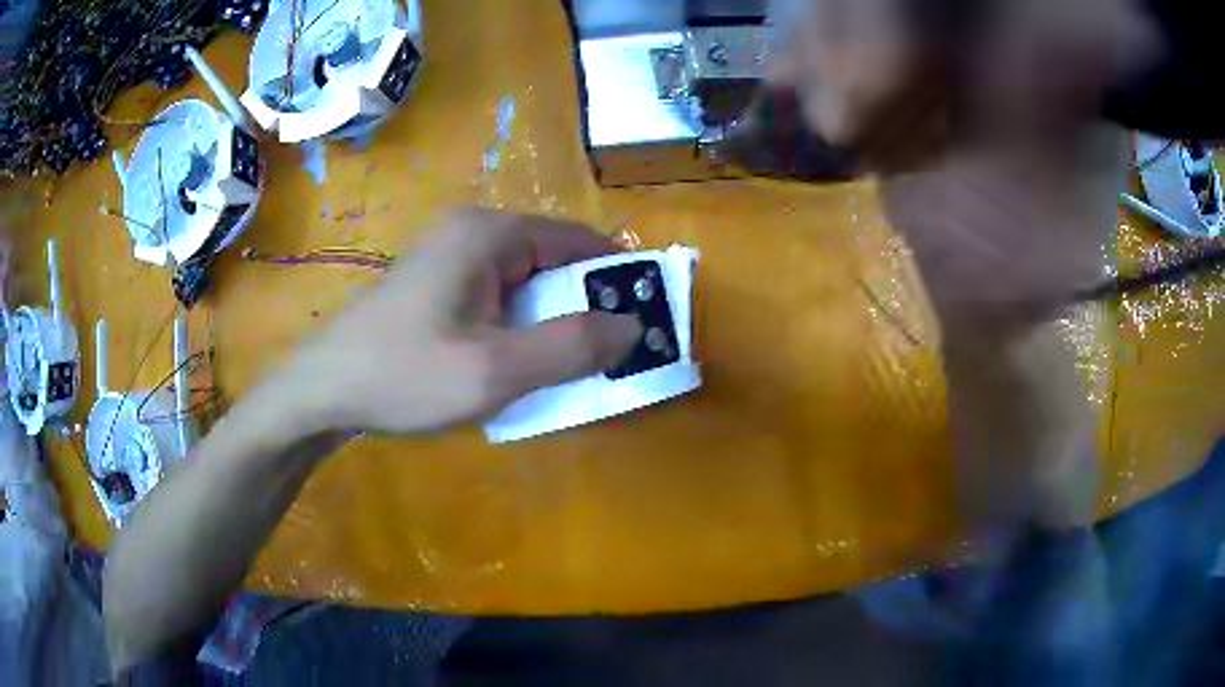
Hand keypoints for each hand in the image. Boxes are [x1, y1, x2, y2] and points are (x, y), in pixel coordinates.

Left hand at [282, 208, 642, 434]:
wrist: (322, 393)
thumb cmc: (404, 376)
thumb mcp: (496, 370)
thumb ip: (572, 347)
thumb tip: (632, 325)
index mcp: (490, 234)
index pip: (579, 241)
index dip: (616, 280)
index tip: (639, 326)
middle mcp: (472, 233)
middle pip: (552, 262)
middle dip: (581, 309)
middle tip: (598, 362)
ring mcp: (449, 258)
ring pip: (525, 285)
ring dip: (548, 325)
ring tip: (557, 372)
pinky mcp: (436, 285)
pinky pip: (496, 300)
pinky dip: (517, 330)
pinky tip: (510, 367)